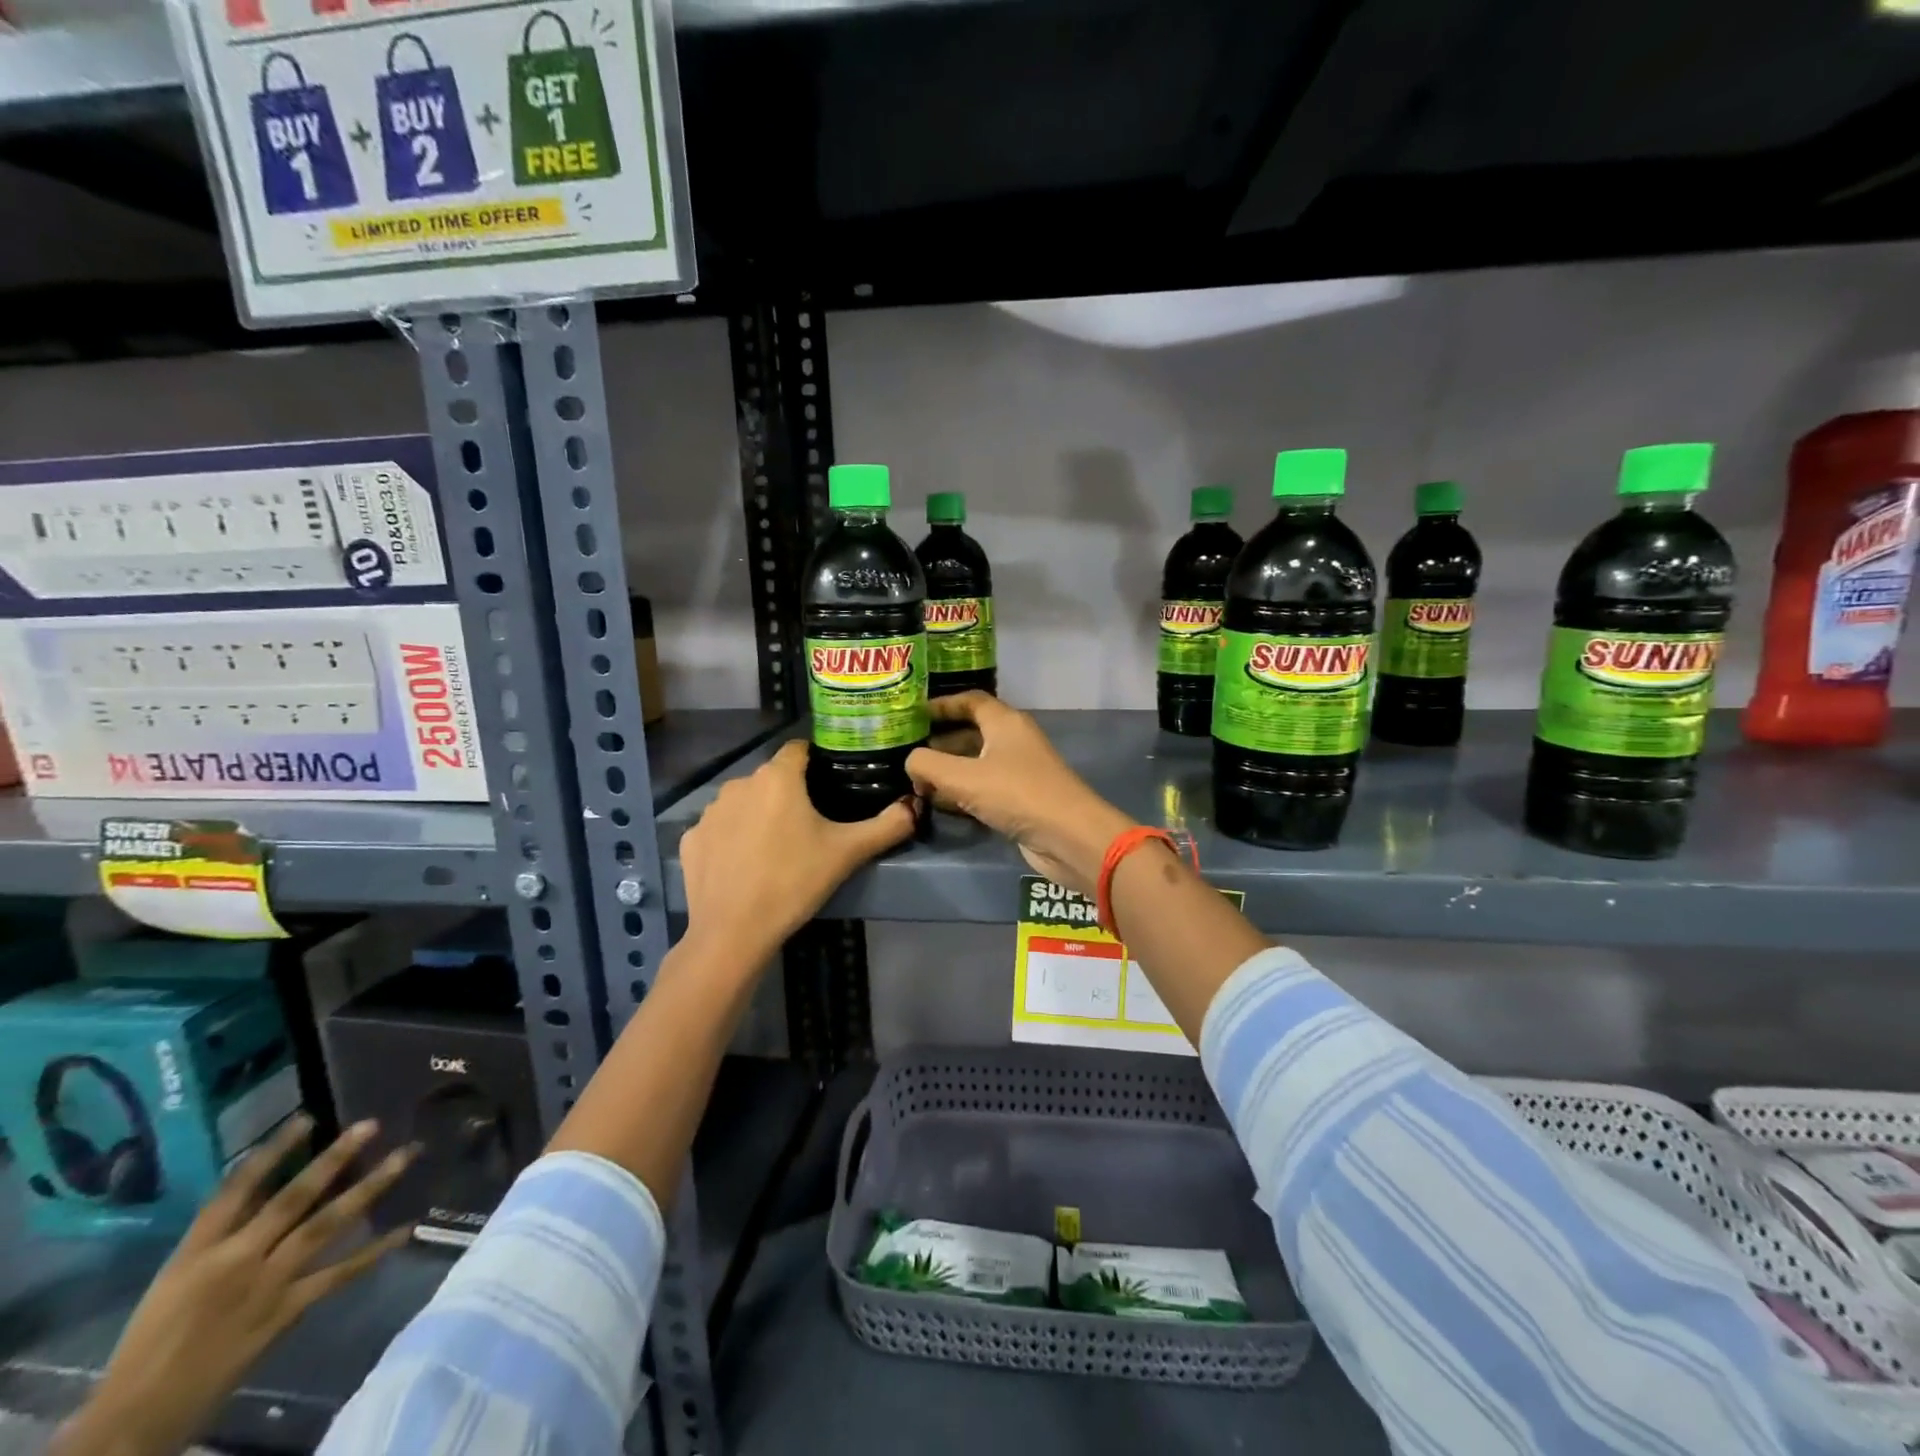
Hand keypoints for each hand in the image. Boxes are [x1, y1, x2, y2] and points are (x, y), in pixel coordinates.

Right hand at [52, 1115, 416, 1455]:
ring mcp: (267, 1284)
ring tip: (407, 1155)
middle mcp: (236, 1259)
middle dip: (333, 1159)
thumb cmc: (151, 1343)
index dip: (272, 1152)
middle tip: (372, 1123)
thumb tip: (273, 1186)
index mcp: (197, 1253)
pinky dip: (375, 1251)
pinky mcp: (287, 1310)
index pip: (235, 1191)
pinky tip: (407, 1229)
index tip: (308, 1117)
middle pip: (292, 1199)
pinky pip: (341, 1274)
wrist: (134, 1418)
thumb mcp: (176, 1279)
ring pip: (327, 1225)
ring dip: (370, 1187)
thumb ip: (224, 1233)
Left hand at [679, 739, 916, 962]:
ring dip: (759, 815)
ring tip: (777, 849)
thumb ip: (887, 825)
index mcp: (777, 778)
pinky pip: (719, 828)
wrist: (733, 932)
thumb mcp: (848, 853)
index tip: (831, 785)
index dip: (817, 762)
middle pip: (772, 778)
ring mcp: (709, 812)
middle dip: (789, 794)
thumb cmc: (794, 883)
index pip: (799, 750)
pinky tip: (745, 865)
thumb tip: (915, 806)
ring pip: (744, 802)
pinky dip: (732, 839)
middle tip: (811, 826)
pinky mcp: (691, 839)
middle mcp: (739, 784)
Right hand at [908, 693, 1135, 896]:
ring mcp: (1018, 771)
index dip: (941, 704)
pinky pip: (983, 787)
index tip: (912, 714)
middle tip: (906, 751)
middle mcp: (1013, 740)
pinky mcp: (1019, 799)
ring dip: (948, 769)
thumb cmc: (1017, 795)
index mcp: (1005, 722)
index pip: (970, 701)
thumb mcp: (964, 777)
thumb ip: (928, 765)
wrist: (1068, 837)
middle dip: (939, 740)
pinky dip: (962, 791)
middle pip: (971, 731)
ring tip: (915, 779)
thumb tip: (911, 762)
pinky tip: (938, 803)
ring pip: (976, 762)